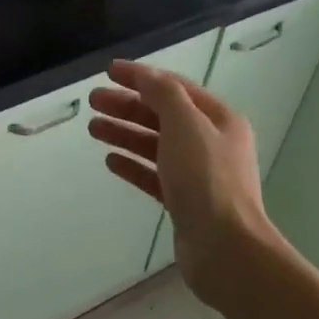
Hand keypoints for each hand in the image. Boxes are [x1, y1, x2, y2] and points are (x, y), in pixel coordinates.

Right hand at [88, 61, 277, 308]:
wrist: (224, 247)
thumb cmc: (207, 180)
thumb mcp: (186, 125)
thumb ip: (164, 94)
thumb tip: (145, 76)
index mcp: (220, 120)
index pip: (176, 88)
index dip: (142, 77)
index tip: (108, 71)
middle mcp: (212, 144)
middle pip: (163, 116)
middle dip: (128, 106)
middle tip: (93, 101)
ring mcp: (198, 175)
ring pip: (156, 146)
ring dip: (125, 134)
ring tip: (93, 128)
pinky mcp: (184, 203)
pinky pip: (154, 176)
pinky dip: (133, 165)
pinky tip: (111, 161)